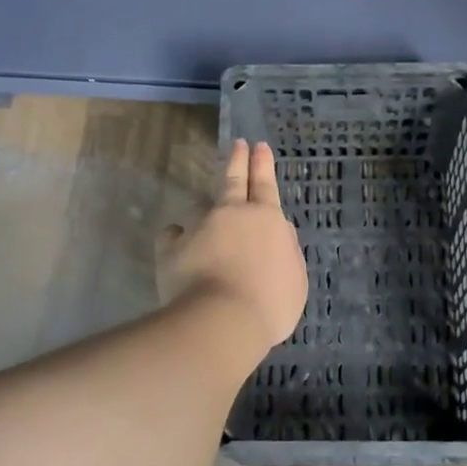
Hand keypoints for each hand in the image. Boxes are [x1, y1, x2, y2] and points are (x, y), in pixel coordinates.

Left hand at [158, 140, 308, 357]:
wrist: (222, 321)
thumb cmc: (270, 304)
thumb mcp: (295, 279)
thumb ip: (286, 250)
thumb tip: (277, 233)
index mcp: (266, 220)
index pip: (265, 185)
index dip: (263, 165)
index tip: (259, 146)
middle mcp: (232, 215)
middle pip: (233, 180)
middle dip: (237, 160)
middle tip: (237, 144)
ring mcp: (198, 228)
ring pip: (199, 209)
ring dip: (205, 211)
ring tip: (205, 220)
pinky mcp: (171, 248)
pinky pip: (173, 237)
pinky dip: (177, 240)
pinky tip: (178, 247)